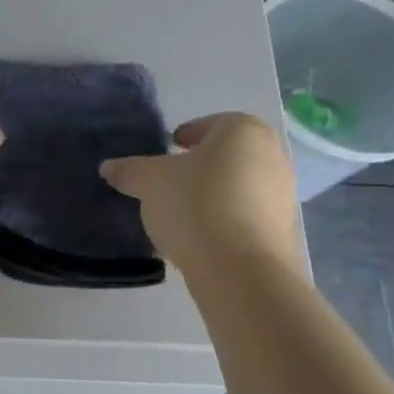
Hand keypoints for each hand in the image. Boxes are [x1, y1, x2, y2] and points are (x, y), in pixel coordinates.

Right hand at [101, 113, 300, 268]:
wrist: (242, 269)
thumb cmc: (195, 205)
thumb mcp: (149, 182)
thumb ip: (129, 170)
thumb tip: (108, 167)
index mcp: (242, 130)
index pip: (210, 124)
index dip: (184, 136)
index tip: (167, 152)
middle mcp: (271, 154)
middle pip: (227, 155)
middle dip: (200, 166)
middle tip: (171, 182)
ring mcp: (283, 193)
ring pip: (239, 185)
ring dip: (214, 193)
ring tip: (183, 214)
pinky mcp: (284, 229)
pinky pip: (247, 215)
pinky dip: (226, 219)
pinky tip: (202, 237)